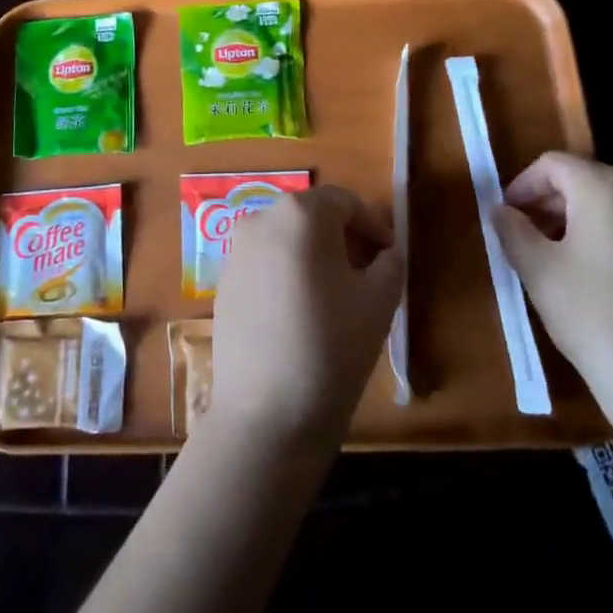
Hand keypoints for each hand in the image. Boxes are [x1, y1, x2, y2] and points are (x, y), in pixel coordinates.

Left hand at [207, 186, 402, 455]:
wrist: (267, 412)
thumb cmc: (332, 346)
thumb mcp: (379, 301)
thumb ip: (390, 263)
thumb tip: (386, 251)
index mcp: (300, 214)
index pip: (343, 201)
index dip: (372, 224)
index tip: (389, 254)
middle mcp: (260, 220)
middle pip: (310, 215)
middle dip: (342, 237)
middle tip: (367, 272)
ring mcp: (235, 250)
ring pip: (285, 238)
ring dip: (313, 254)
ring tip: (336, 294)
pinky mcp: (222, 281)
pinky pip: (264, 263)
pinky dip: (287, 272)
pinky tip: (301, 313)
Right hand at [493, 153, 612, 439]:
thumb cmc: (594, 317)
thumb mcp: (536, 270)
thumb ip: (512, 229)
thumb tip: (502, 211)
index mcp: (607, 188)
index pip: (554, 164)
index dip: (523, 185)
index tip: (508, 217)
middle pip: (594, 183)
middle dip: (559, 204)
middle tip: (537, 240)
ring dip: (597, 225)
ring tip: (578, 265)